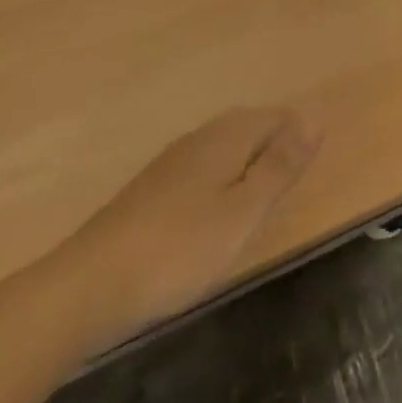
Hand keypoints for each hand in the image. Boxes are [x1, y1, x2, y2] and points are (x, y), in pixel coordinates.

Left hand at [51, 107, 319, 347]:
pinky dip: (218, 180)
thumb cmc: (179, 248)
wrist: (86, 286)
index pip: (277, 116)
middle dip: (273, 143)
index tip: (309, 166)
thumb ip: (280, 166)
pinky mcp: (149, 189)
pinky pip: (200, 168)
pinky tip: (211, 212)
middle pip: (249, 125)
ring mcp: (171, 161)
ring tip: (256, 197)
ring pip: (222, 147)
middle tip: (289, 181)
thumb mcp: (243, 212)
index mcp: (229, 135)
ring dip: (245, 162)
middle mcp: (202, 136)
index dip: (298, 134)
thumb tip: (316, 117)